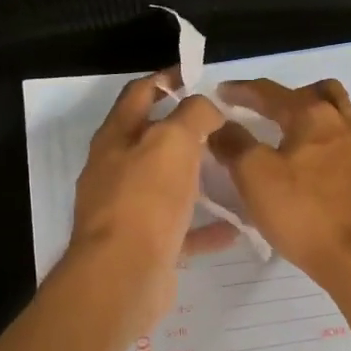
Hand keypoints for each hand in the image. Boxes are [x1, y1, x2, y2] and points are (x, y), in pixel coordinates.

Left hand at [68, 72, 235, 325]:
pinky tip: (235, 227)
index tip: (197, 74)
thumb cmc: (146, 199)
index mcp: (116, 138)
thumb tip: (208, 107)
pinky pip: (180, 231)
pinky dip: (204, 227)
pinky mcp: (144, 246)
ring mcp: (128, 211)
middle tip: (223, 127)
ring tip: (231, 171)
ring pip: (167, 186)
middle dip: (185, 131)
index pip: (139, 93)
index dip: (166, 79)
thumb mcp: (174, 141)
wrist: (123, 276)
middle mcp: (116, 171)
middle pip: (152, 141)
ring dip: (196, 179)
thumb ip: (194, 115)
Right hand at [209, 77, 350, 289]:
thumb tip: (219, 126)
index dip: (242, 90)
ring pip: (350, 109)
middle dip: (292, 95)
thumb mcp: (254, 176)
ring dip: (326, 110)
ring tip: (305, 130)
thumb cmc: (303, 212)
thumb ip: (234, 145)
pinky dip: (342, 137)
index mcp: (312, 115)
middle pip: (321, 91)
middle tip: (270, 114)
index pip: (271, 91)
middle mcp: (344, 122)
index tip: (222, 93)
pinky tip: (328, 159)